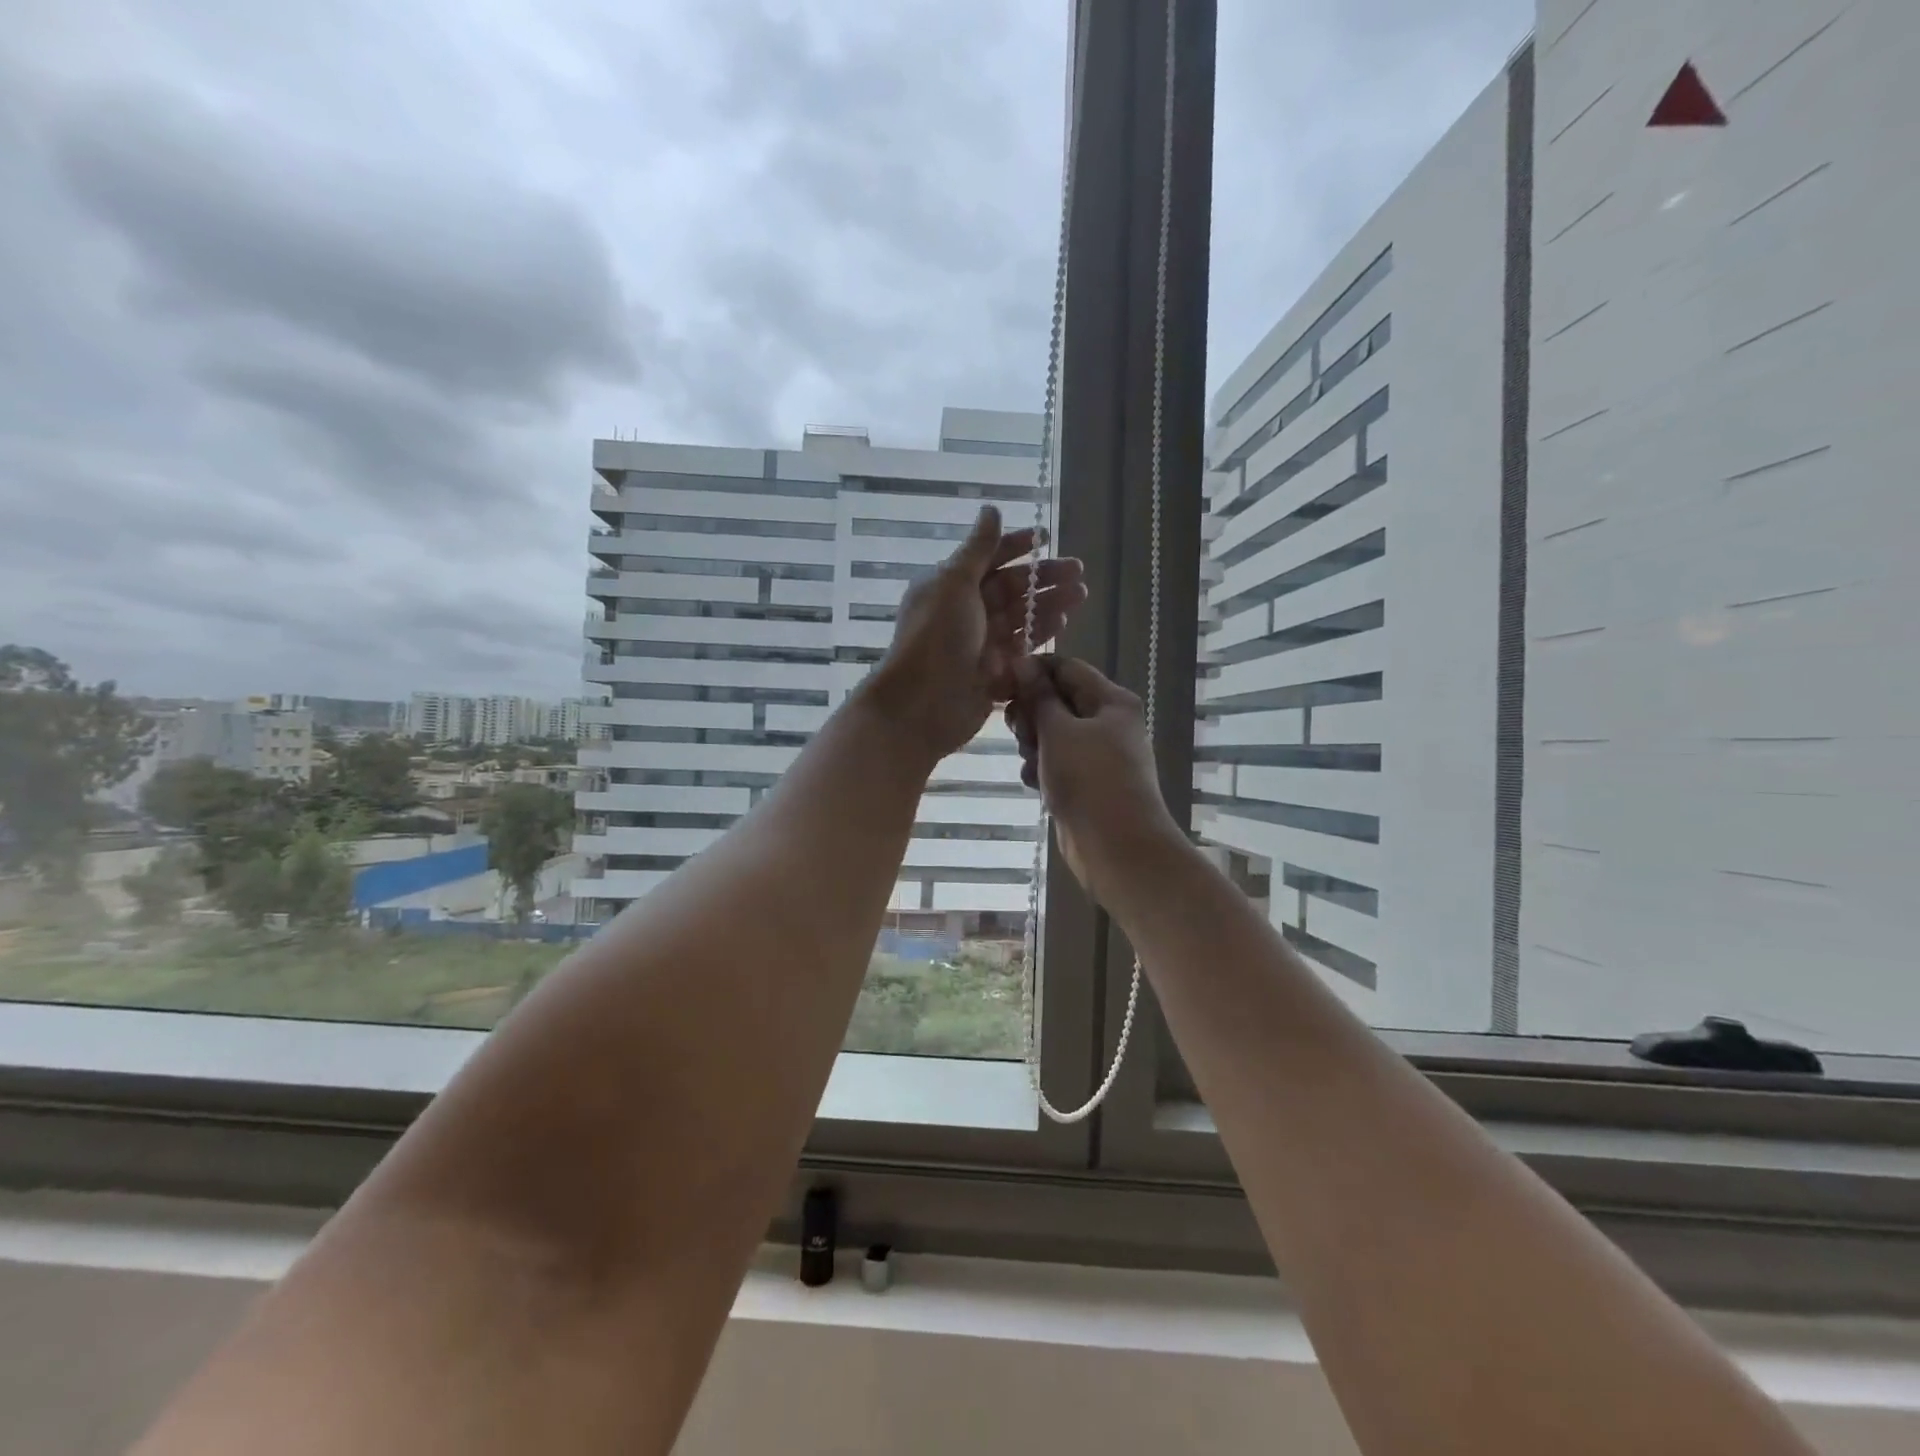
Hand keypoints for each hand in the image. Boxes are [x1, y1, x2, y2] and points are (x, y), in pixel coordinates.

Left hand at [865, 506, 1086, 759]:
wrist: (921, 704)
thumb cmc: (935, 637)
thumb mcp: (953, 583)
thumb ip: (977, 549)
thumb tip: (991, 509)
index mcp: (950, 586)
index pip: (987, 559)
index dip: (1014, 547)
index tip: (1044, 538)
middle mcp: (965, 613)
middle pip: (1010, 589)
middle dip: (1044, 578)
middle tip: (1079, 573)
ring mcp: (980, 645)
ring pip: (1020, 619)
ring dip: (1049, 606)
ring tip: (1080, 596)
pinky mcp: (992, 674)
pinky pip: (1021, 650)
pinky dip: (1040, 637)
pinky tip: (1062, 625)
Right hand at [1005, 656, 1183, 900]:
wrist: (1116, 848)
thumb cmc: (1090, 780)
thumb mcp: (1058, 731)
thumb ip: (1038, 697)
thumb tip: (1021, 662)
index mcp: (1110, 700)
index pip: (1065, 668)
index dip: (1031, 672)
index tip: (1000, 684)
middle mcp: (1107, 722)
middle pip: (1056, 701)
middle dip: (1031, 715)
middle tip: (1020, 733)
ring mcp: (1097, 755)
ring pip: (1052, 734)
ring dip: (1033, 745)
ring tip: (1031, 764)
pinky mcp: (1085, 783)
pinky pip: (1055, 763)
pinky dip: (1041, 770)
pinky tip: (1034, 784)